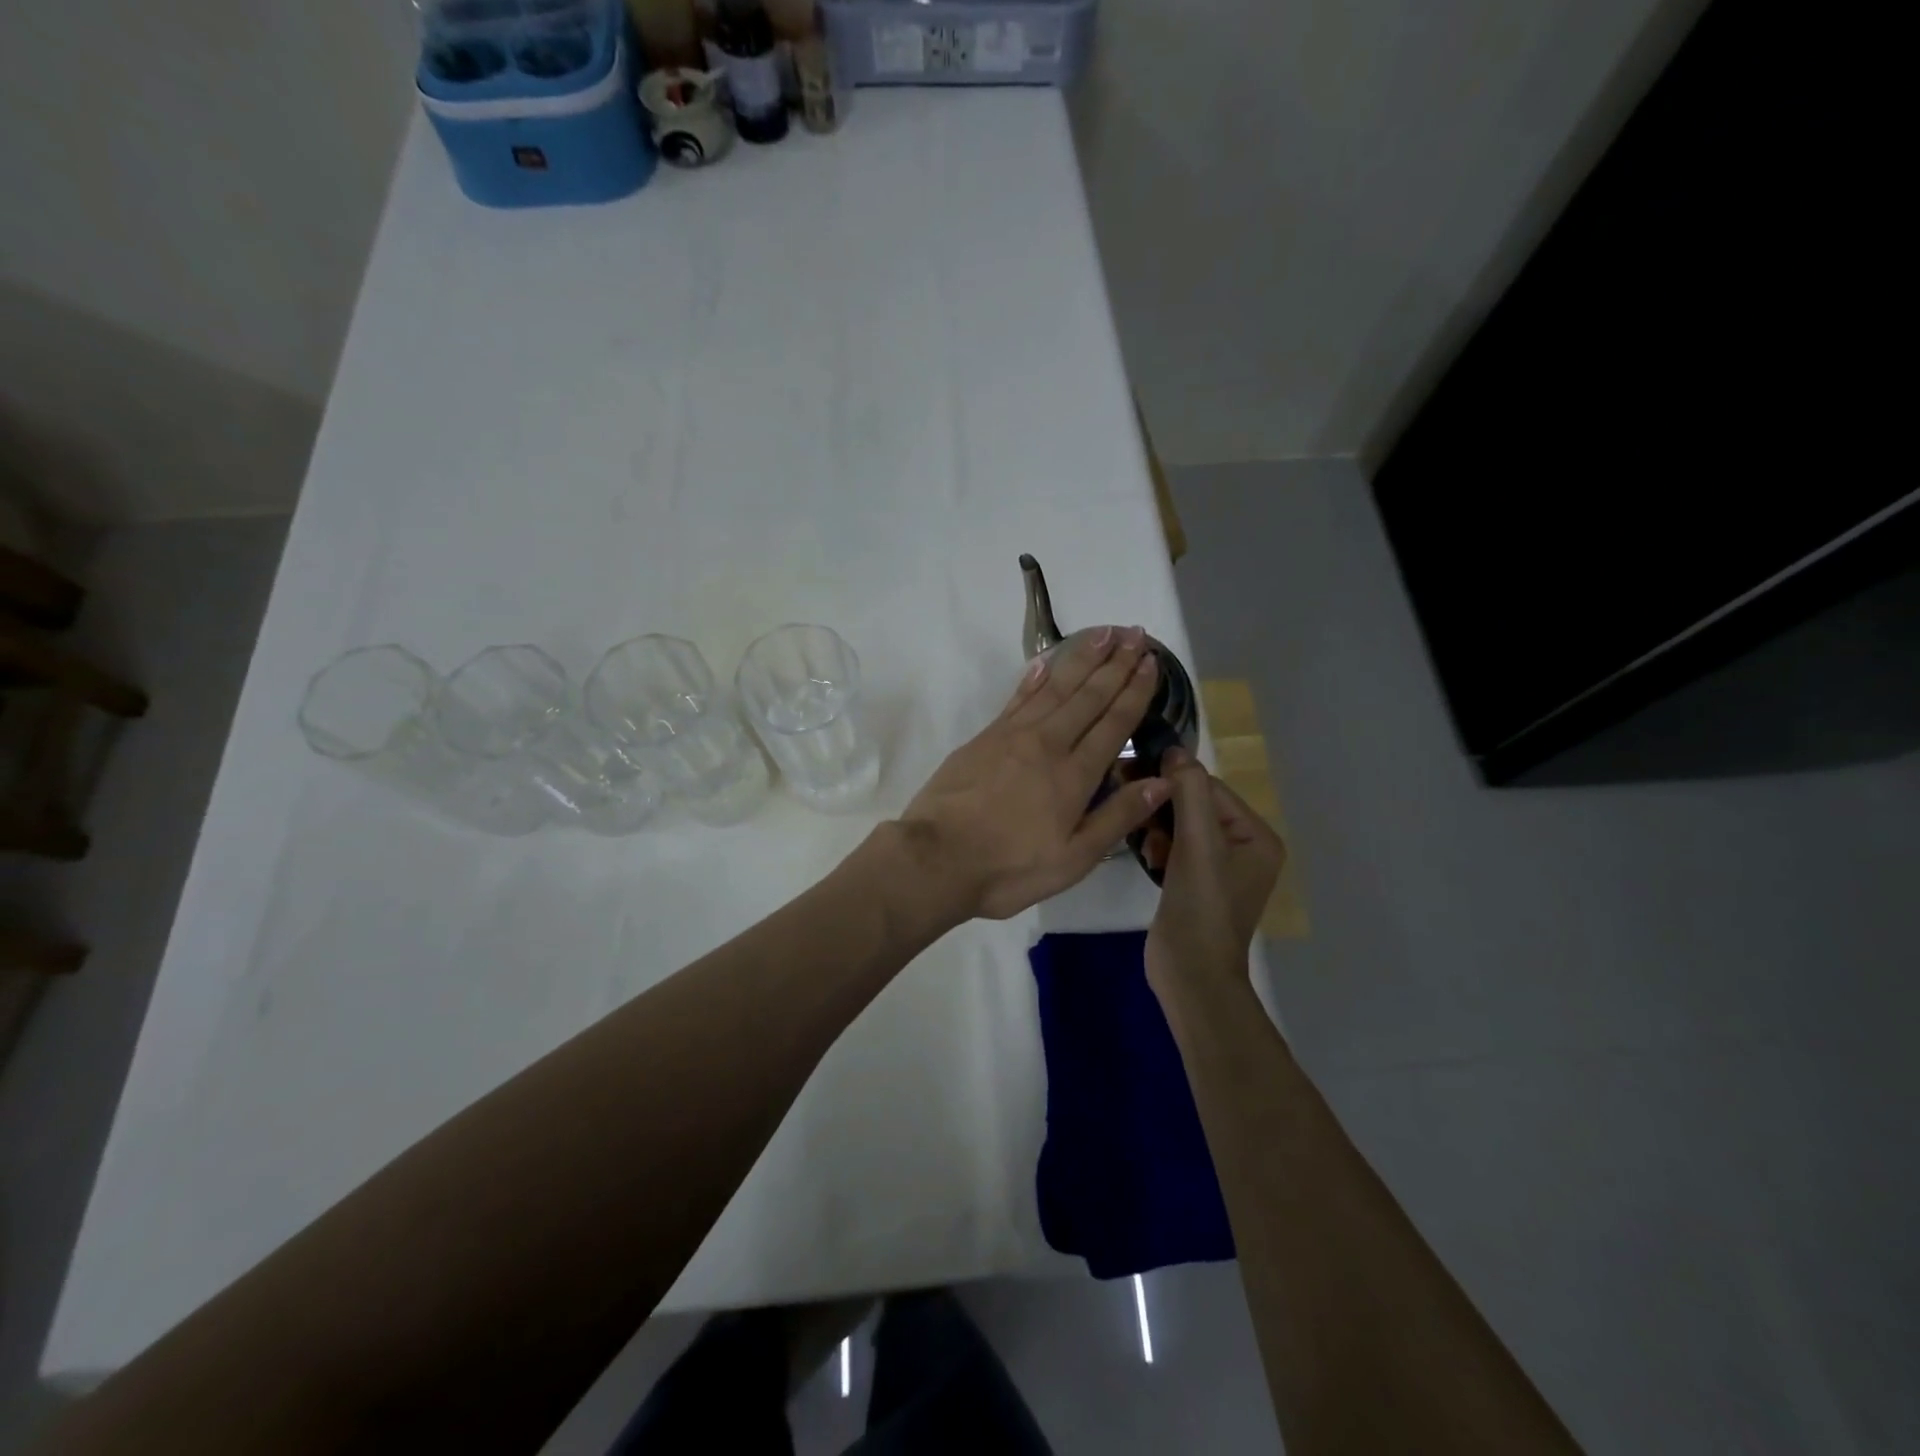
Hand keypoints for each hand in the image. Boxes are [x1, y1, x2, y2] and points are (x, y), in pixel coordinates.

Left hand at [898, 626, 1170, 921]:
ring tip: (1103, 633)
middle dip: (1115, 663)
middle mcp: (1047, 744)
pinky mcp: (984, 737)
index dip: (1134, 691)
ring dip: (1081, 659)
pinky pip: (1018, 698)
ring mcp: (1012, 736)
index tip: (1151, 662)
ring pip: (1055, 688)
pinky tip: (1046, 662)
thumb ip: (1117, 818)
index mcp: (1074, 775)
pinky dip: (1034, 677)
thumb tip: (1163, 781)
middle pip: (1088, 696)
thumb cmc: (1009, 868)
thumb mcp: (1073, 859)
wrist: (936, 858)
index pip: (1113, 724)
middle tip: (1135, 633)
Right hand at [1145, 747, 1286, 988]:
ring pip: (1181, 826)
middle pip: (1196, 806)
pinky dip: (1159, 848)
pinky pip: (1175, 848)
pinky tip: (1149, 859)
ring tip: (1146, 845)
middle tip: (1133, 808)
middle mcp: (1244, 848)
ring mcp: (1219, 868)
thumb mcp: (1197, 843)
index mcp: (1257, 837)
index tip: (1136, 775)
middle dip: (1165, 808)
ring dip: (1159, 829)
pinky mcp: (1195, 883)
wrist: (1190, 973)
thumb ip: (1189, 792)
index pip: (1212, 789)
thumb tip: (1175, 750)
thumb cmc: (1201, 906)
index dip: (1176, 782)